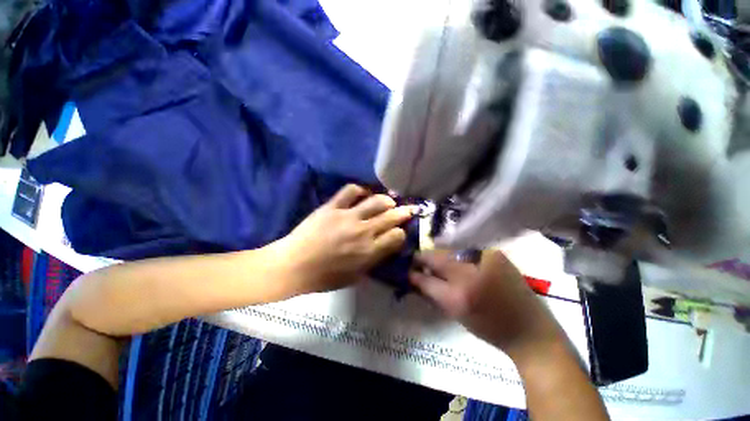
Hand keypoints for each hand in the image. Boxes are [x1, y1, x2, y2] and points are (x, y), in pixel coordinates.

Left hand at [280, 184, 415, 294]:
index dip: (401, 233)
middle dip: (403, 212)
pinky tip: (363, 194)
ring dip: (387, 200)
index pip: (397, 236)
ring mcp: (348, 216)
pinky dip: (360, 190)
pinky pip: (350, 191)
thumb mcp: (355, 277)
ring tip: (389, 201)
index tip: (398, 233)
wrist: (293, 266)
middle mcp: (363, 232)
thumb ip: (373, 260)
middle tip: (408, 209)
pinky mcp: (332, 207)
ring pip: (376, 201)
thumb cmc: (324, 277)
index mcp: (369, 252)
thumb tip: (385, 246)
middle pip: (391, 217)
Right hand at [410, 250, 563, 360]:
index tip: (407, 268)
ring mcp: (484, 259)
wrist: (530, 329)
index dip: (413, 272)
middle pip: (437, 257)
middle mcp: (470, 273)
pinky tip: (454, 258)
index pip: (426, 278)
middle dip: (424, 258)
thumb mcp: (456, 314)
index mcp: (458, 296)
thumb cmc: (490, 328)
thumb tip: (415, 277)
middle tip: (416, 261)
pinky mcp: (494, 253)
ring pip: (449, 250)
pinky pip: (465, 248)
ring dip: (439, 255)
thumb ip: (433, 293)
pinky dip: (455, 252)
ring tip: (434, 260)